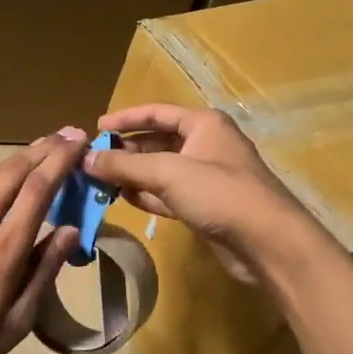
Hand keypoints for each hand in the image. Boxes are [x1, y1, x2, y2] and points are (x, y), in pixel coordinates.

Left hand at [0, 130, 87, 353]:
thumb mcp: (16, 322)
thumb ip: (43, 272)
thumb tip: (70, 231)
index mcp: (4, 250)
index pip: (38, 190)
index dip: (61, 160)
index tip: (80, 141)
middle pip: (14, 171)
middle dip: (44, 148)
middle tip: (67, 133)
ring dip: (18, 156)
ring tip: (40, 146)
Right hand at [89, 105, 304, 281]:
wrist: (267, 241)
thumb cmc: (219, 193)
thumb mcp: (167, 172)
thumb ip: (124, 165)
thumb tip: (85, 159)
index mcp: (204, 124)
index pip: (157, 112)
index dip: (125, 118)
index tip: (97, 128)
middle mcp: (206, 145)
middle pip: (157, 141)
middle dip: (126, 151)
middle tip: (94, 161)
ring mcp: (207, 177)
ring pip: (161, 170)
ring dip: (133, 175)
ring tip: (100, 182)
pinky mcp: (205, 205)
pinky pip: (168, 194)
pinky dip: (147, 195)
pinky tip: (124, 199)